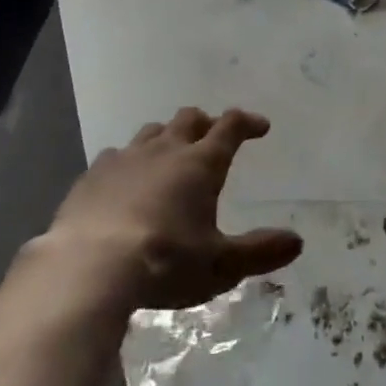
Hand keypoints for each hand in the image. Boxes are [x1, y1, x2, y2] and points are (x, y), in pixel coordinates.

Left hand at [45, 107, 302, 310]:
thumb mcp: (221, 265)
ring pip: (152, 132)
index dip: (247, 122)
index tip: (260, 126)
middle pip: (189, 119)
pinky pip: (116, 155)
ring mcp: (125, 158)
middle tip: (213, 135)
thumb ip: (260, 251)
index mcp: (200, 164)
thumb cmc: (165, 262)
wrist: (88, 266)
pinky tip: (124, 181)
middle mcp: (165, 150)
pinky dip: (129, 162)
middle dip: (206, 123)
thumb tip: (297, 241)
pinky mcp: (92, 175)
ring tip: (170, 154)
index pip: (230, 127)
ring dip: (167, 137)